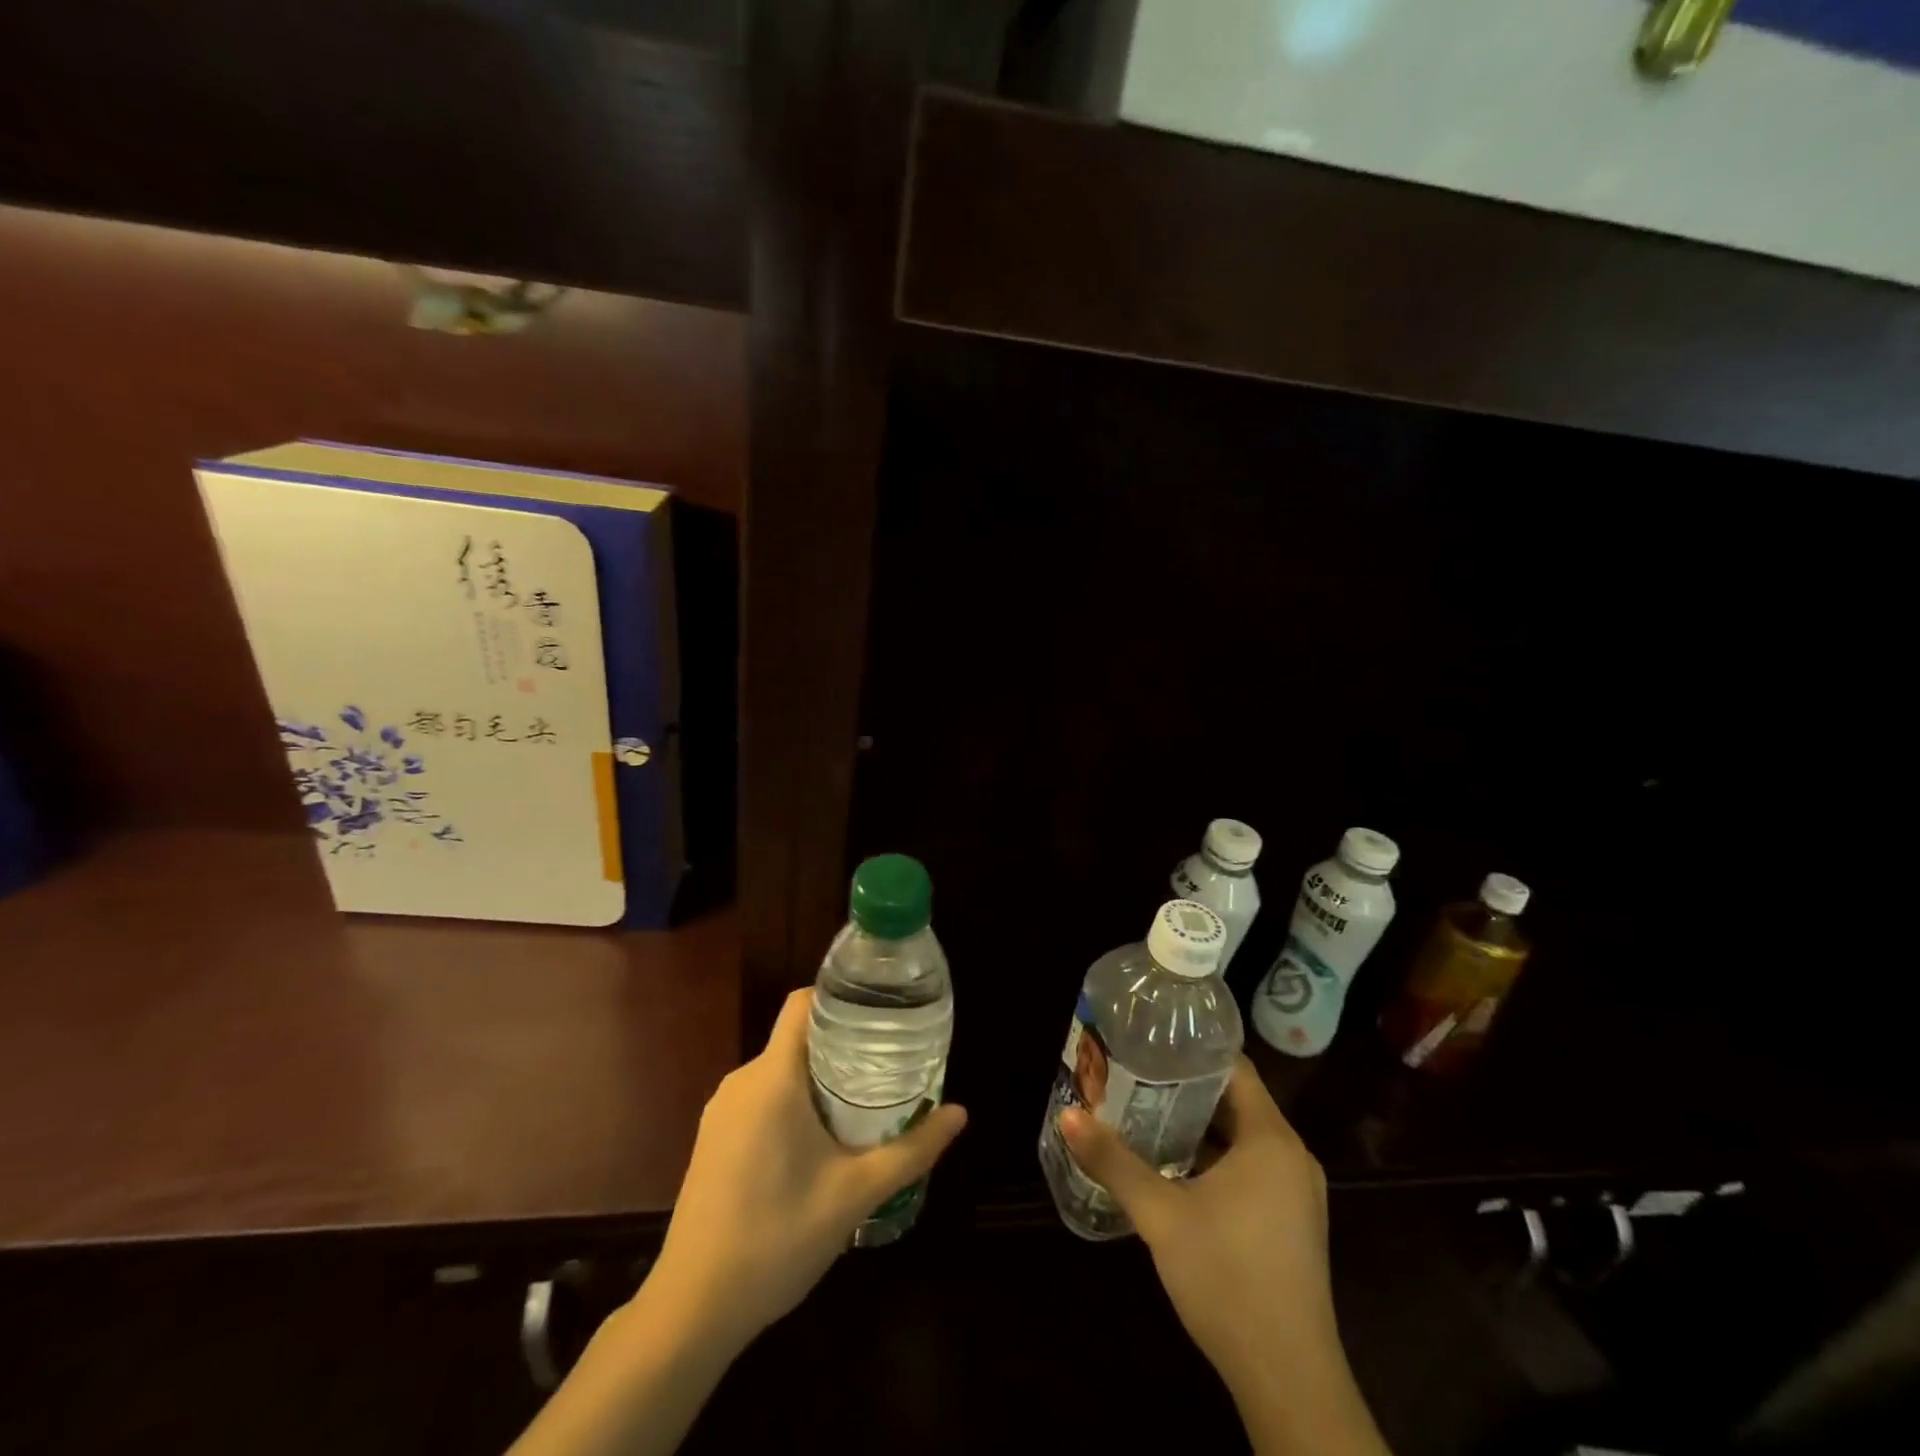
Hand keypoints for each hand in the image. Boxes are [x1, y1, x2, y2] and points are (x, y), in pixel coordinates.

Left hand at [648, 988, 967, 1352]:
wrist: (692, 1309)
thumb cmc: (777, 1239)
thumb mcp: (855, 1194)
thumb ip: (911, 1150)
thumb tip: (960, 1113)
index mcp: (772, 1078)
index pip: (802, 1003)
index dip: (840, 997)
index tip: (880, 1012)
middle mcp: (741, 1081)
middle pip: (797, 1038)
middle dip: (842, 1045)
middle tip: (887, 1065)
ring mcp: (721, 1111)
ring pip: (779, 1070)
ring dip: (818, 1078)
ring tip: (862, 1102)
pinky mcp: (712, 1139)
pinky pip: (760, 1098)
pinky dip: (792, 1102)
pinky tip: (818, 1142)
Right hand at [1060, 1058, 1336, 1388]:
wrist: (1288, 1380)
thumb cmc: (1227, 1277)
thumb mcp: (1160, 1214)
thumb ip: (1113, 1161)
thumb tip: (1067, 1115)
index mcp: (1271, 1138)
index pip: (1233, 1068)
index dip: (1191, 1050)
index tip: (1150, 1041)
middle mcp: (1292, 1156)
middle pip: (1235, 1101)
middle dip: (1184, 1089)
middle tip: (1134, 1074)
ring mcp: (1296, 1194)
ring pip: (1241, 1139)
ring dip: (1198, 1127)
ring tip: (1145, 1111)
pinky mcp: (1292, 1224)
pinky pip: (1251, 1169)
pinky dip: (1215, 1160)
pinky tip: (1174, 1168)